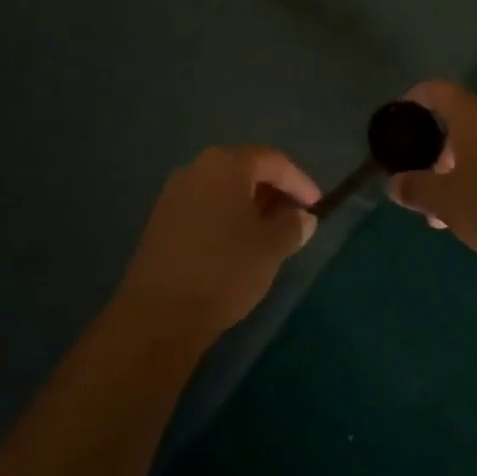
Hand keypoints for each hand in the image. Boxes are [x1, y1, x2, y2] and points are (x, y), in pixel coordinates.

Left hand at [117, 146, 320, 345]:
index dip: (299, 182)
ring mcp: (175, 193)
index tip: (317, 206)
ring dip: (250, 205)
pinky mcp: (162, 219)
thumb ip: (292, 226)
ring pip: (224, 189)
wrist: (159, 314)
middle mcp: (198, 167)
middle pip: (246, 169)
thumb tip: (302, 218)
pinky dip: (227, 217)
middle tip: (295, 217)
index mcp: (226, 163)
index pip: (273, 161)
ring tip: (271, 233)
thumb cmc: (224, 269)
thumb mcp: (271, 248)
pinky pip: (205, 206)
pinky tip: (239, 243)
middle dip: (274, 192)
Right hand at [388, 82, 476, 275]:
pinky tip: (476, 213)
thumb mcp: (444, 201)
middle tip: (420, 174)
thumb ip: (414, 188)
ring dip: (460, 166)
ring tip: (443, 207)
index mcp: (474, 116)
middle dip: (437, 145)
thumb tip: (393, 184)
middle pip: (461, 119)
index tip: (401, 114)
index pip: (439, 90)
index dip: (417, 97)